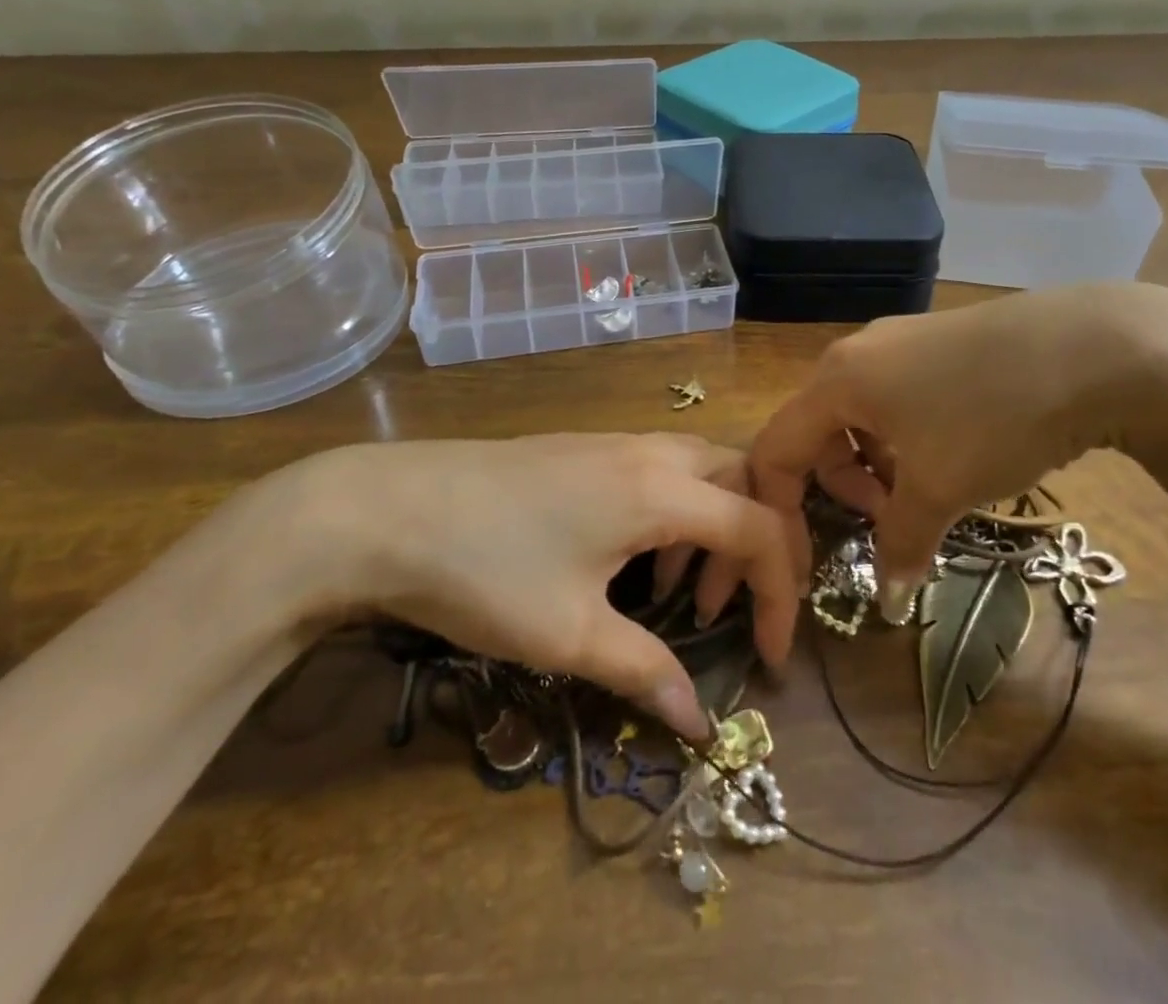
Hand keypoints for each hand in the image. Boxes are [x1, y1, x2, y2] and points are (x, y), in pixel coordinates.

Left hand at [250, 434, 798, 738]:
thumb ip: (645, 671)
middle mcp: (649, 452)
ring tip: (681, 588)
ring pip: (699, 468)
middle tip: (739, 605)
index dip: (782, 593)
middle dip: (759, 541)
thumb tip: (699, 724)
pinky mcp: (581, 448)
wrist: (385, 509)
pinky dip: (673, 511)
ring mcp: (612, 442)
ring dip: (712, 524)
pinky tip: (631, 558)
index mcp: (661, 489)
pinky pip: (658, 469)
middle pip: (742, 478)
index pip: (759, 529)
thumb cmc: (487, 570)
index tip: (772, 657)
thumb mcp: (570, 634)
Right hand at [748, 285, 1167, 618]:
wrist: (1099, 347)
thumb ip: (901, 542)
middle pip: (818, 430)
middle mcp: (858, 352)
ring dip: (879, 466)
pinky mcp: (941, 341)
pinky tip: (958, 454)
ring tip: (931, 491)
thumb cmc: (994, 417)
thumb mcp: (941, 487)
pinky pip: (899, 397)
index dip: (780, 508)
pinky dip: (908, 439)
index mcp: (838, 379)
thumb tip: (890, 599)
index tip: (809, 559)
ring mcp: (902, 340)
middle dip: (843, 487)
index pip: (777, 448)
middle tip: (891, 520)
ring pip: (862, 415)